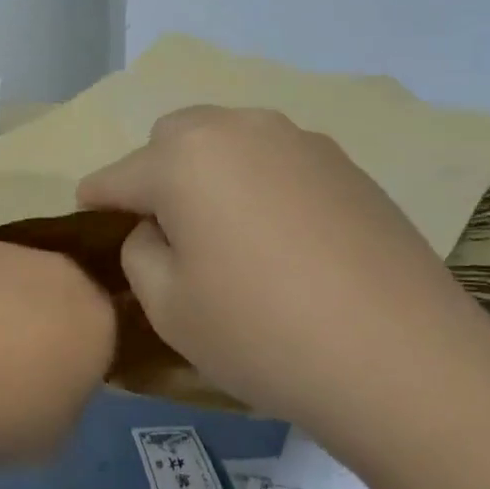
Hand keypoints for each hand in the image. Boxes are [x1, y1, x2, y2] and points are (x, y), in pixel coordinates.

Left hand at [0, 239, 116, 466]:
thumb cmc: (3, 419)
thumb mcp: (59, 429)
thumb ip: (68, 393)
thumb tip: (51, 380)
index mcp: (97, 316)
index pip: (99, 324)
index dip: (76, 348)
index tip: (54, 374)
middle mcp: (60, 271)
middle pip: (58, 288)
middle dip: (42, 314)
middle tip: (10, 355)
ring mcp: (7, 252)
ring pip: (12, 273)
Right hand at [76, 106, 489, 442]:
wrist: (402, 359)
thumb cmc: (261, 333)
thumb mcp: (167, 305)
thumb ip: (140, 251)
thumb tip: (156, 228)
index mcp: (183, 158)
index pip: (117, 175)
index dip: (96, 199)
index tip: (87, 215)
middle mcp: (239, 129)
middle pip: (173, 138)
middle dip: (155, 173)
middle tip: (166, 229)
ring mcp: (300, 141)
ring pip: (228, 140)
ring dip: (209, 172)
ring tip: (225, 230)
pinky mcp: (346, 165)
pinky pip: (277, 160)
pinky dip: (259, 183)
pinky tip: (280, 237)